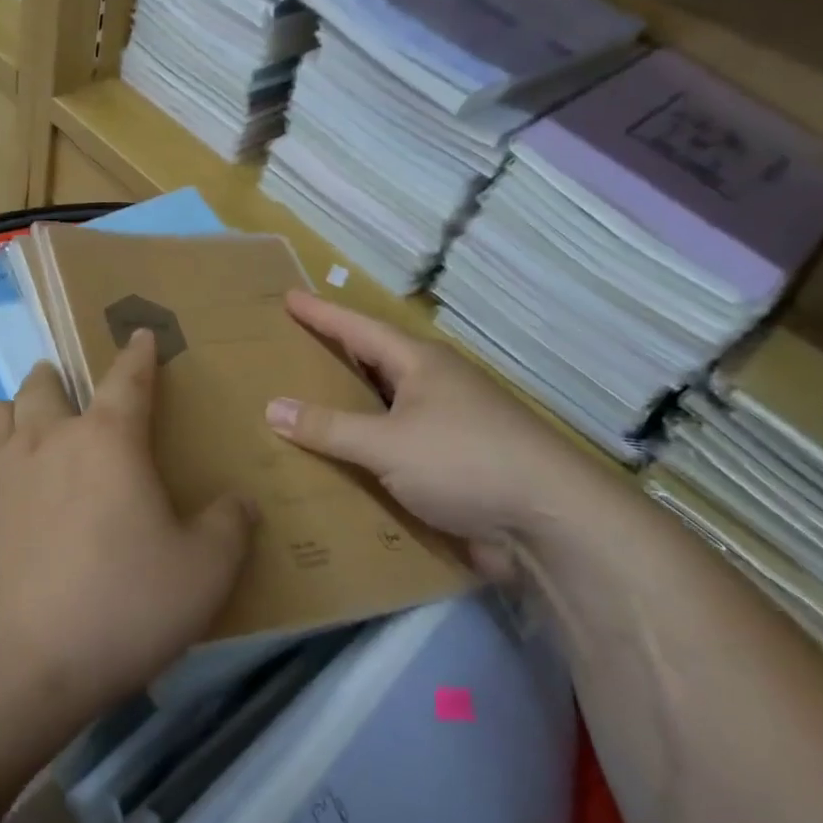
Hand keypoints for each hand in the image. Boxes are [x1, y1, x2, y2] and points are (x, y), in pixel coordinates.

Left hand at [0, 330, 256, 718]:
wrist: (21, 659)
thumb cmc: (122, 605)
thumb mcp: (203, 572)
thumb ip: (229, 528)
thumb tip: (240, 502)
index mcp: (109, 439)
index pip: (128, 379)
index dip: (138, 354)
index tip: (141, 335)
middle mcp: (50, 437)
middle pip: (46, 383)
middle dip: (62, 378)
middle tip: (76, 393)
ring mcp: (2, 468)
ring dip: (18, 407)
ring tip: (33, 425)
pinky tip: (3, 476)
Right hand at [265, 291, 596, 565]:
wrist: (550, 524)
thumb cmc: (465, 462)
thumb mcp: (387, 443)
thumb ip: (328, 428)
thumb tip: (272, 407)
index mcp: (421, 365)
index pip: (358, 329)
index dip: (322, 314)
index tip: (289, 297)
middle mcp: (435, 387)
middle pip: (374, 364)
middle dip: (334, 357)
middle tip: (291, 351)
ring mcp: (448, 426)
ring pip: (385, 408)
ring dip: (349, 408)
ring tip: (303, 406)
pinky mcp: (454, 466)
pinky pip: (396, 448)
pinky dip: (366, 449)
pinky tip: (339, 462)